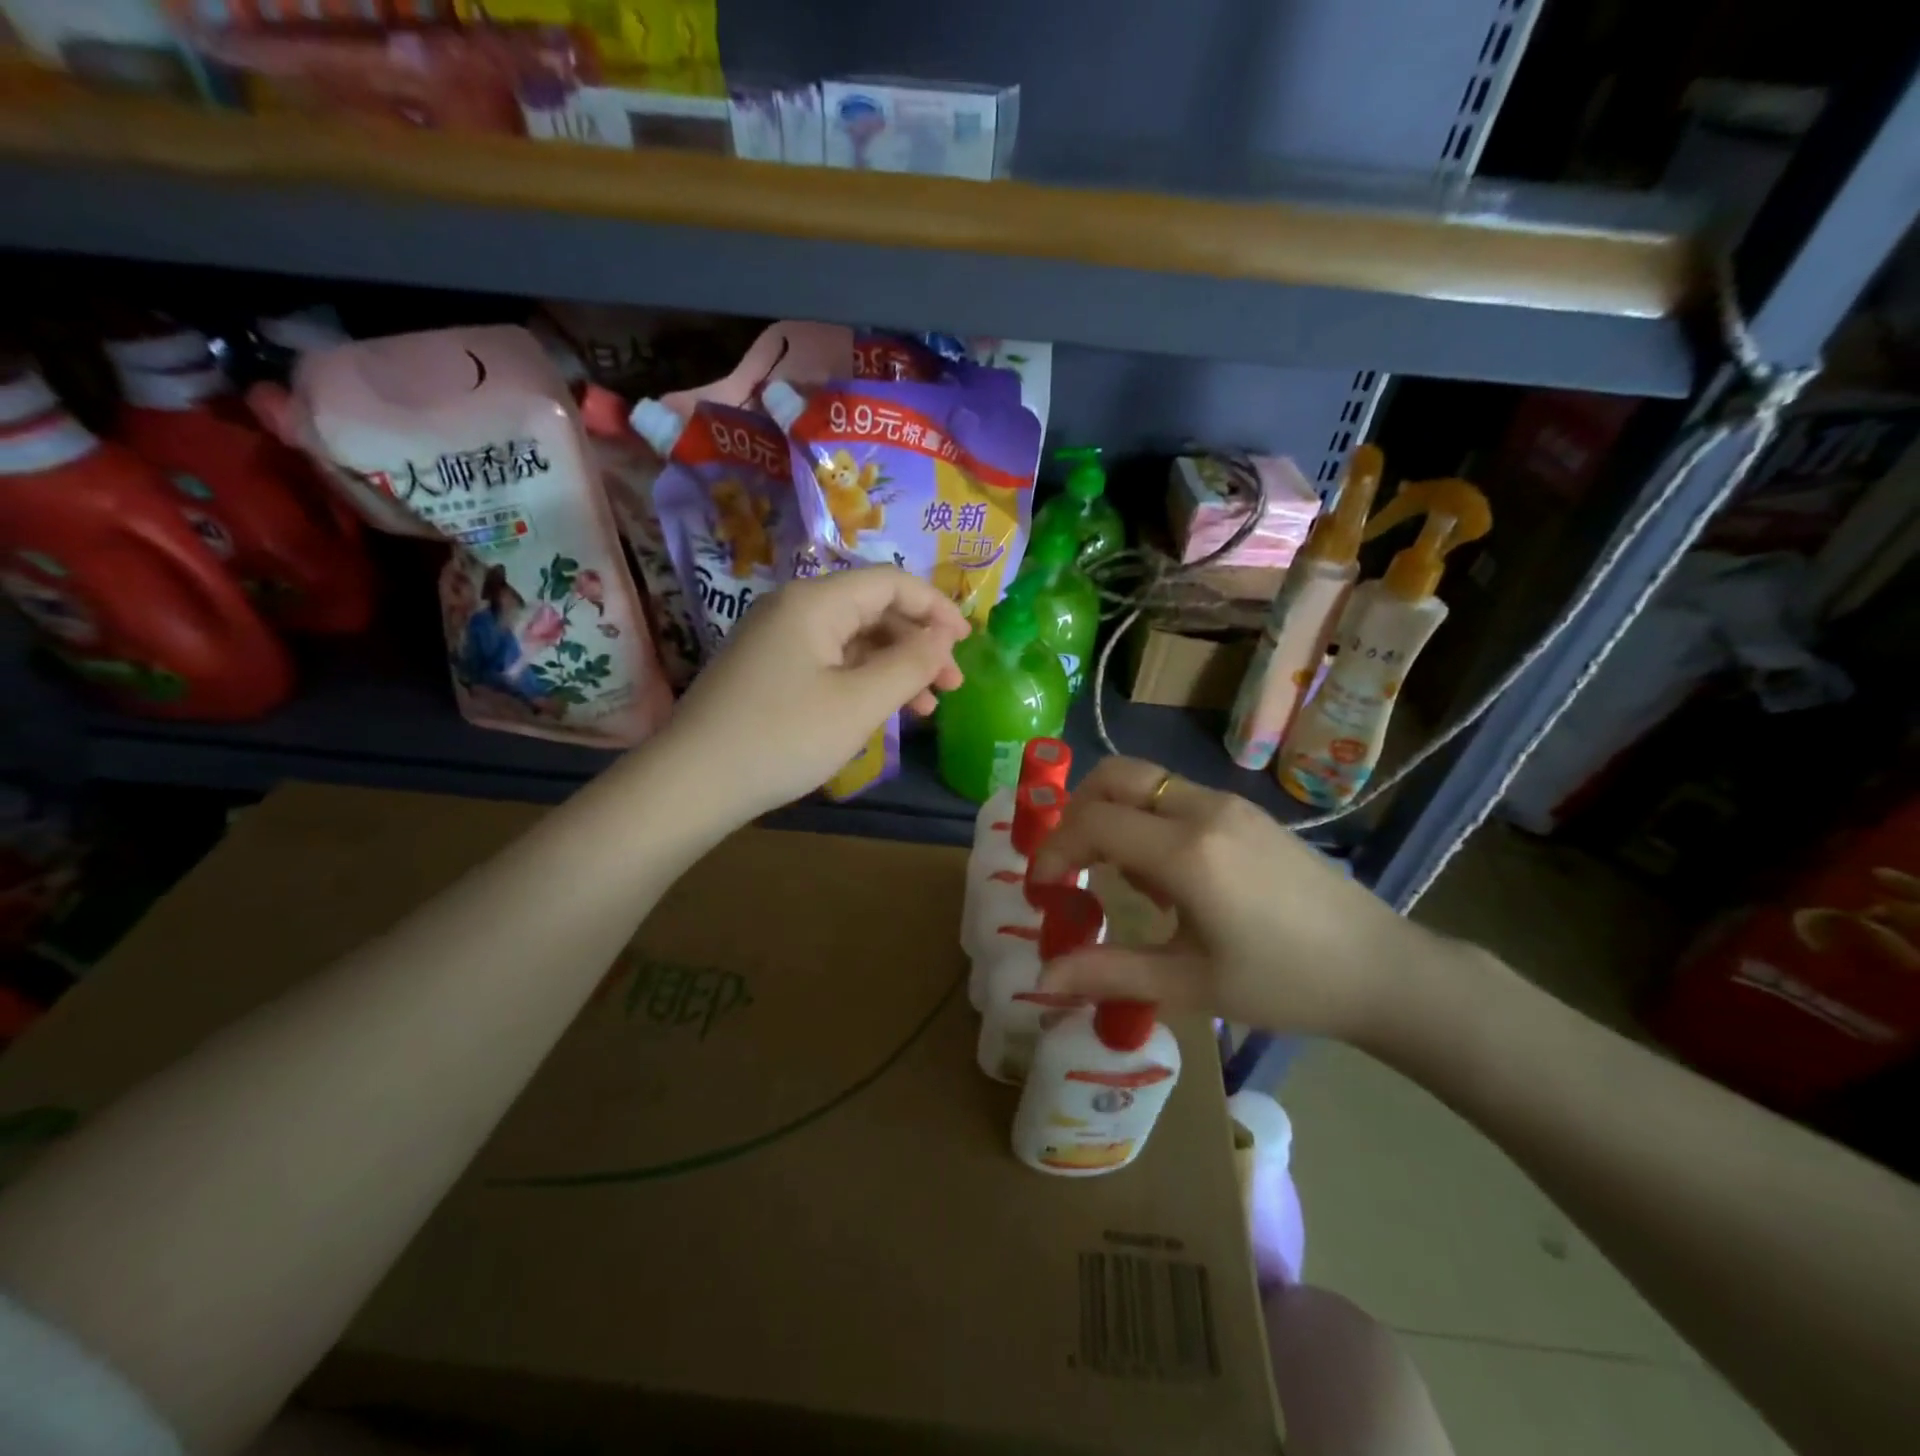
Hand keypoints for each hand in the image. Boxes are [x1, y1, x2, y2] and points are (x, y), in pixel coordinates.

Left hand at [662, 567, 968, 818]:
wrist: (692, 783)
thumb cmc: (783, 738)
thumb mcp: (858, 703)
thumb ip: (909, 664)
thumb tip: (942, 636)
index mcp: (815, 602)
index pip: (890, 582)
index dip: (936, 607)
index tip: (967, 642)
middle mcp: (794, 609)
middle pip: (872, 610)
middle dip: (918, 643)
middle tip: (951, 685)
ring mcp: (777, 640)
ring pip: (852, 640)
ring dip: (894, 666)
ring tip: (926, 706)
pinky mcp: (768, 670)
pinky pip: (829, 662)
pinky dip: (862, 681)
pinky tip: (882, 710)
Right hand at [1030, 757, 1436, 1040]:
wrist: (1380, 968)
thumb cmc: (1284, 984)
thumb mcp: (1190, 984)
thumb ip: (1109, 973)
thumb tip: (1042, 983)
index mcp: (1186, 852)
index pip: (1092, 823)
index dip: (1054, 849)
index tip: (1041, 888)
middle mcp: (1202, 809)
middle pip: (1113, 776)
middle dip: (1076, 811)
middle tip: (1070, 863)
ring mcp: (1228, 803)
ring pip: (1145, 780)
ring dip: (1113, 813)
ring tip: (1122, 877)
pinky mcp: (1245, 810)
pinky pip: (1175, 795)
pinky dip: (1147, 817)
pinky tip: (1167, 874)